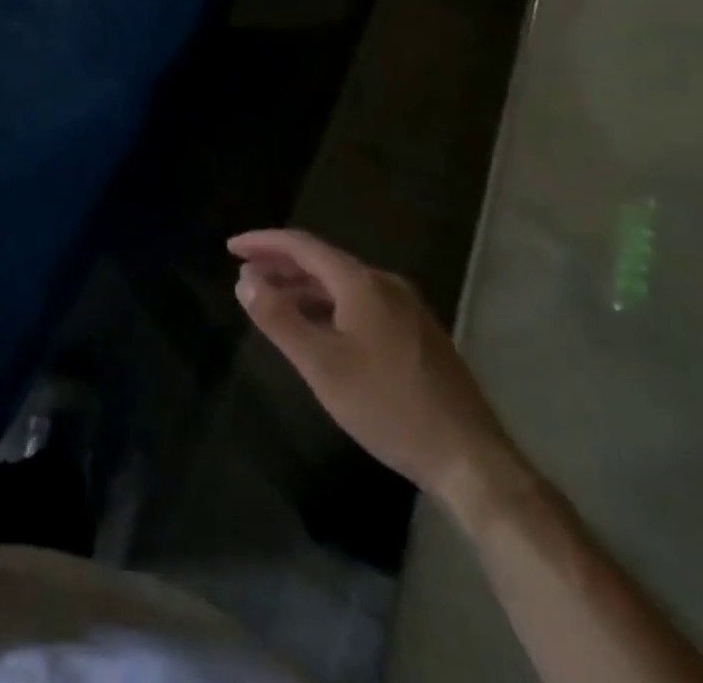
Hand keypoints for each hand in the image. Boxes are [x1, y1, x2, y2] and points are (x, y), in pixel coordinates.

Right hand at [228, 229, 520, 511]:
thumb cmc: (388, 406)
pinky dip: (329, 305)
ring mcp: (408, 309)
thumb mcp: (321, 365)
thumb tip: (244, 279)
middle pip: (323, 261)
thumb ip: (278, 318)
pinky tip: (319, 330)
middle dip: (281, 264)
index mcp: (361, 283)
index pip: (302, 246)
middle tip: (246, 273)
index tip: (231, 248)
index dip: (263, 242)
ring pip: (344, 285)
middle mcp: (386, 284)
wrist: (470, 460)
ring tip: (273, 301)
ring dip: (304, 287)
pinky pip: (362, 304)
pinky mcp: (419, 335)